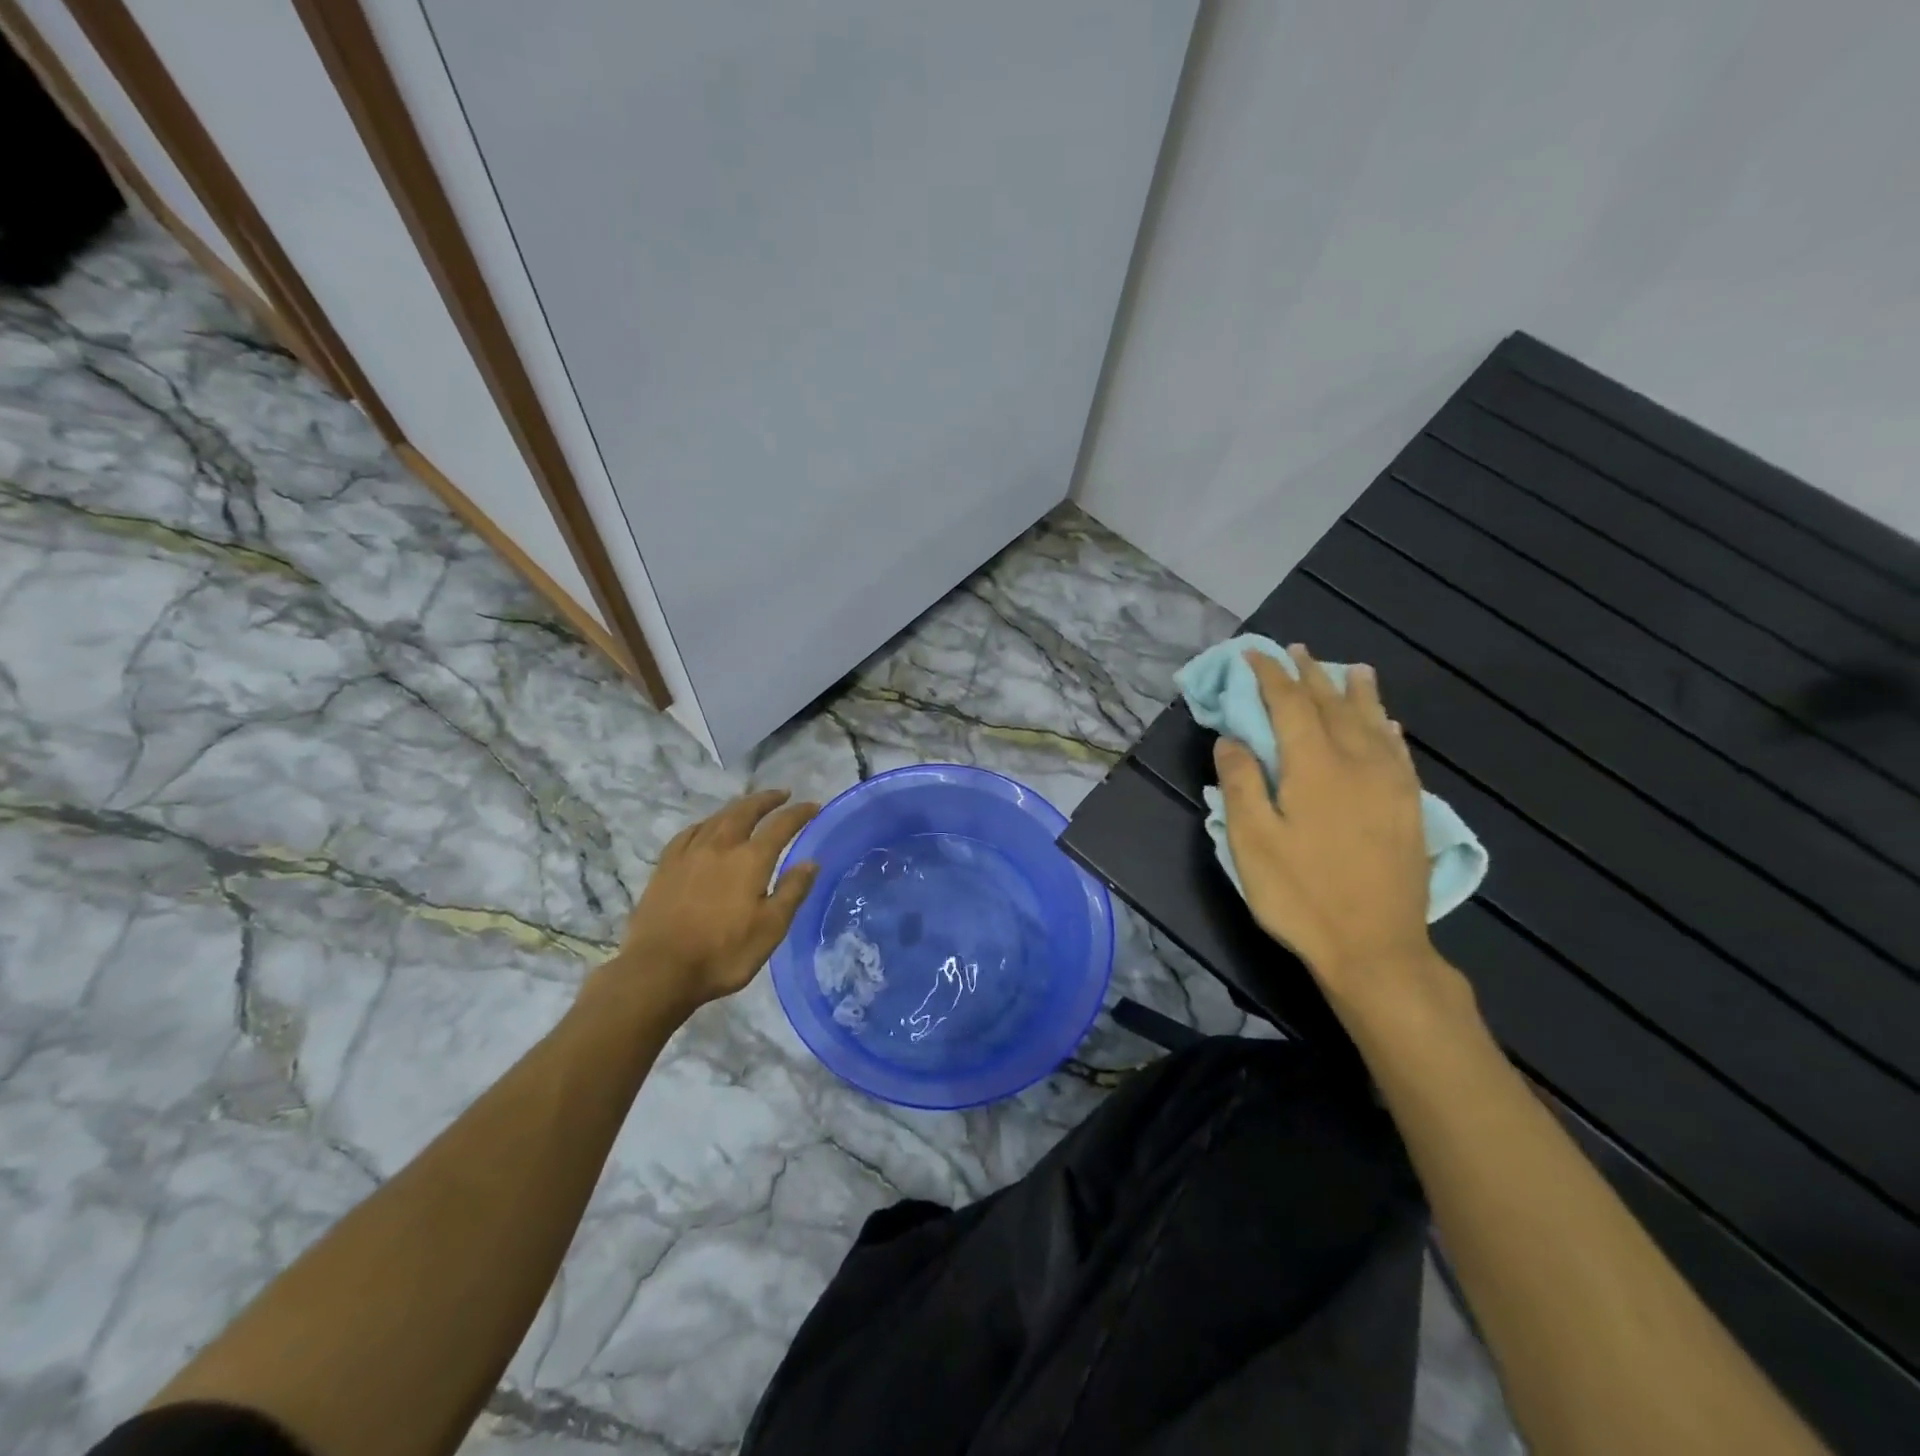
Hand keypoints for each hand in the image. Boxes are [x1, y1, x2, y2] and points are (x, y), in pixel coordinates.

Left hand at [598, 789, 819, 1016]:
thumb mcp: (771, 929)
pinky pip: (689, 833)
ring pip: (717, 818)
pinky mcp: (665, 867)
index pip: (781, 825)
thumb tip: (811, 862)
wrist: (659, 971)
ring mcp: (689, 854)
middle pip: (745, 811)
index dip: (799, 813)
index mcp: (750, 859)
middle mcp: (720, 846)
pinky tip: (706, 828)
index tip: (813, 806)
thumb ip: (792, 891)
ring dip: (737, 807)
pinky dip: (705, 823)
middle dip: (766, 800)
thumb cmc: (723, 953)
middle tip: (782, 794)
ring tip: (748, 805)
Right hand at [1213, 646, 1434, 1011]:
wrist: (1376, 948)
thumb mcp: (1252, 842)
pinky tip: (1387, 723)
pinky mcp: (1409, 807)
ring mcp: (1391, 784)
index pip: (1290, 704)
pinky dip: (1387, 728)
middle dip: (1311, 674)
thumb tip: (1233, 739)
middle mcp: (1358, 762)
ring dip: (1357, 691)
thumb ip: (1241, 784)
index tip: (1253, 655)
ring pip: (1373, 722)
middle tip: (1295, 651)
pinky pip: (1399, 751)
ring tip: (1351, 668)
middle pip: (1333, 704)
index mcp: (1315, 766)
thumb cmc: (1301, 895)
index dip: (1270, 676)